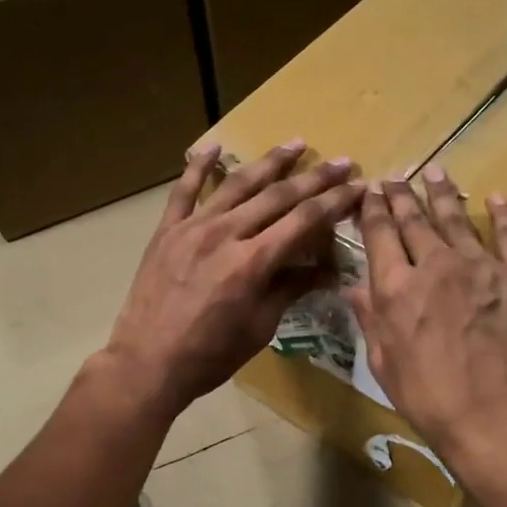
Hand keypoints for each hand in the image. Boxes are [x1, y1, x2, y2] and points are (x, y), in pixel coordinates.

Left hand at [105, 140, 362, 415]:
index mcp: (253, 263)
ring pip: (237, 184)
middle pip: (278, 196)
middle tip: (342, 162)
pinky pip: (184, 191)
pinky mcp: (167, 231)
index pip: (304, 221)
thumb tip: (325, 270)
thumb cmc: (210, 356)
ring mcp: (193, 228)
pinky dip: (199, 166)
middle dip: (315, 178)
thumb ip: (290, 290)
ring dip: (270, 162)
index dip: (335, 202)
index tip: (358, 186)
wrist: (147, 363)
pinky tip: (215, 147)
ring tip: (296, 143)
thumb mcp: (260, 328)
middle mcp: (226, 234)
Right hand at [348, 165, 506, 460]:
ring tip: (436, 172)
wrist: (492, 418)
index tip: (372, 190)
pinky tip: (494, 198)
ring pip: (457, 220)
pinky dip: (503, 214)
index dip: (374, 209)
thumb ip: (369, 318)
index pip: (379, 235)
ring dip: (443, 194)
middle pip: (415, 220)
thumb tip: (352, 285)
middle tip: (397, 178)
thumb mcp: (382, 362)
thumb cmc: (427, 398)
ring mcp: (483, 267)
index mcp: (396, 288)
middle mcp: (435, 266)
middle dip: (403, 196)